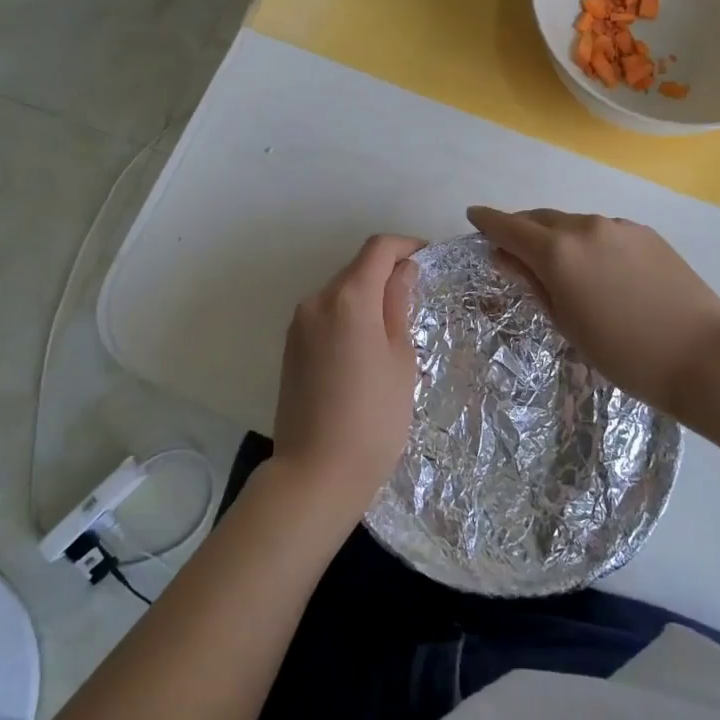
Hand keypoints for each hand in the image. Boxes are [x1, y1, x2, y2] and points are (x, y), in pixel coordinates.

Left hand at [271, 234, 425, 530]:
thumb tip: (403, 271)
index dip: (406, 245)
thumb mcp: (400, 359)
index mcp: (348, 298)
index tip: (429, 259)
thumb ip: (399, 306)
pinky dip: (348, 316)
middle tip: (418, 298)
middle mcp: (317, 301)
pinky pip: (325, 315)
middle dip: (387, 272)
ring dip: (367, 296)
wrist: (315, 473)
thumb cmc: (373, 418)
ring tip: (394, 328)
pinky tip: (365, 348)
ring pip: (340, 292)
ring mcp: (299, 324)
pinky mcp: (290, 347)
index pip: (378, 249)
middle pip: (357, 268)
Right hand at [467, 207, 719, 412]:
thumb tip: (504, 256)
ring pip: (573, 223)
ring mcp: (619, 226)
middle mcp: (585, 227)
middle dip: (520, 227)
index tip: (473, 216)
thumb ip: (532, 282)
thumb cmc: (623, 352)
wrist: (701, 355)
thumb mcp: (566, 323)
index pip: (509, 227)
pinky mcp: (646, 233)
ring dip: (555, 235)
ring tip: (555, 260)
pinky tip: (596, 266)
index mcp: (558, 252)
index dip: (488, 221)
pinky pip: (603, 230)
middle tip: (509, 245)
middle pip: (540, 218)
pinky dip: (587, 240)